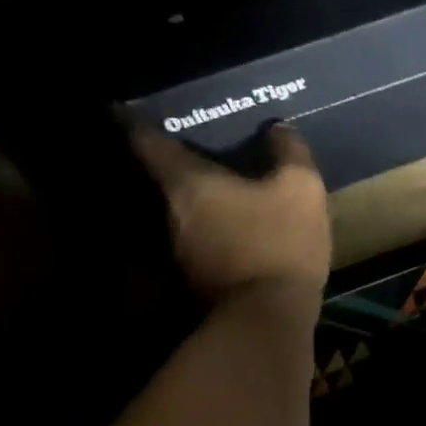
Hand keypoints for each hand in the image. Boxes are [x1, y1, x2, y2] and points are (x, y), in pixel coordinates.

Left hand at [128, 120, 331, 303]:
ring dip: (199, 196)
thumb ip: (289, 152)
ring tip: (224, 182)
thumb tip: (278, 129)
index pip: (148, 142)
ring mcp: (179, 249)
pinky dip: (212, 224)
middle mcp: (171, 213)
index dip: (136, 122)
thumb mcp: (300, 188)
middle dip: (178, 160)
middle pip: (165, 177)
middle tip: (197, 142)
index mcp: (188, 183)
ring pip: (183, 210)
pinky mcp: (196, 277)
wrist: (267, 317)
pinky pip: (200, 236)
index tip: (125, 108)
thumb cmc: (278, 240)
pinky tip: (238, 223)